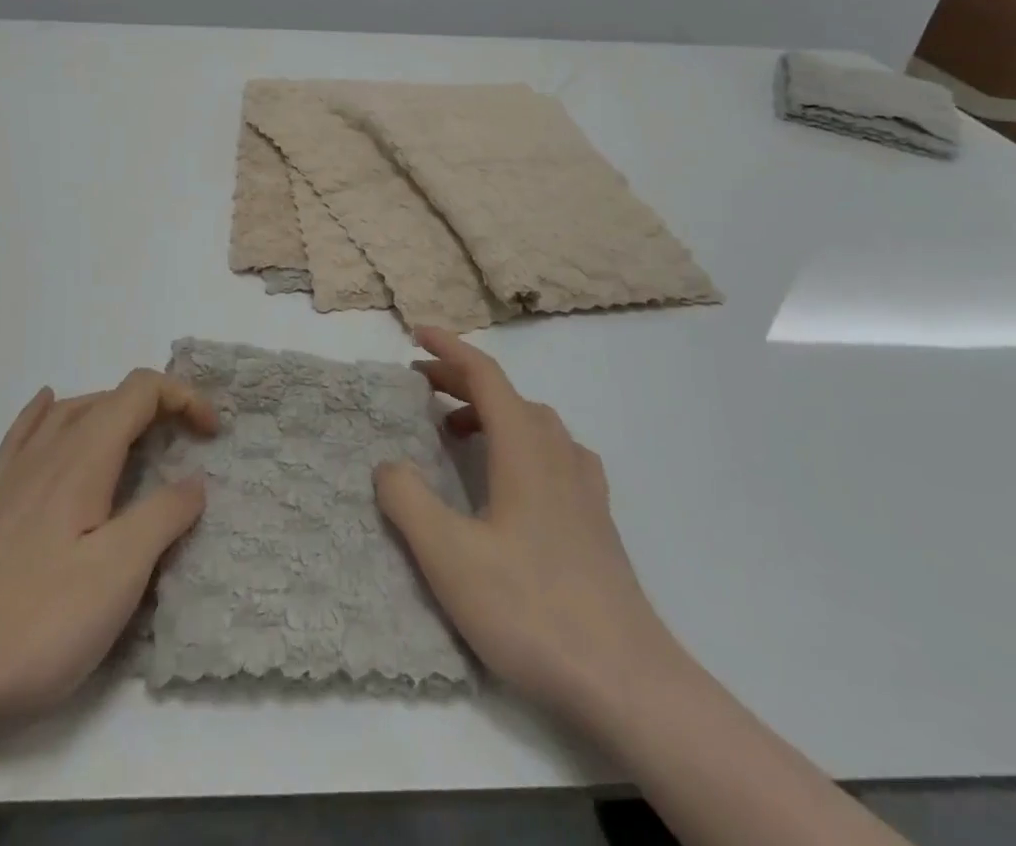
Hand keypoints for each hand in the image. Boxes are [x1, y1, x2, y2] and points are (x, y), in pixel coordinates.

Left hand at [0, 369, 217, 732]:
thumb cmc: (36, 620)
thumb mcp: (118, 573)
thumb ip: (162, 517)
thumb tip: (193, 480)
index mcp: (84, 456)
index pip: (141, 392)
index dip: (184, 398)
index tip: (213, 435)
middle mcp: (49, 450)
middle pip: (109, 398)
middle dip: (158, 407)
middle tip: (189, 446)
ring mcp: (14, 475)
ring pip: (70, 412)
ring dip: (113, 411)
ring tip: (139, 437)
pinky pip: (24, 433)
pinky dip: (47, 412)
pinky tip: (47, 407)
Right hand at [373, 328, 673, 721]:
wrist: (627, 681)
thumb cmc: (532, 608)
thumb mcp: (449, 556)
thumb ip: (409, 501)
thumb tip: (388, 465)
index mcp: (524, 448)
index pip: (485, 375)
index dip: (449, 349)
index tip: (417, 333)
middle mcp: (557, 453)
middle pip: (507, 395)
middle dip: (461, 380)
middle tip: (420, 386)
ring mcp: (583, 487)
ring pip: (534, 423)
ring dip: (491, 411)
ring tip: (457, 432)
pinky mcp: (596, 519)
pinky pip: (554, 454)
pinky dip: (522, 443)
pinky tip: (514, 478)